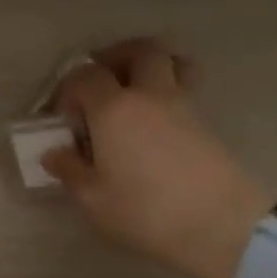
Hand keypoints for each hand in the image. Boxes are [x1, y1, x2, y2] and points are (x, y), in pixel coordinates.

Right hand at [44, 40, 271, 277]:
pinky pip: (186, 90)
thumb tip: (55, 154)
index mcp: (114, 108)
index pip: (85, 75)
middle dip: (116, 57)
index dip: (69, 88)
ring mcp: (185, 106)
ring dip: (150, 68)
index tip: (64, 115)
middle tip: (102, 81)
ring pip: (172, 63)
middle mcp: (150, 95)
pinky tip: (157, 125)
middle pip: (139, 51)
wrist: (221, 227)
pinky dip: (169, 93)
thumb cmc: (146, 212)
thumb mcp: (93, 199)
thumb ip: (70, 171)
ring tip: (135, 93)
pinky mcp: (209, 124)